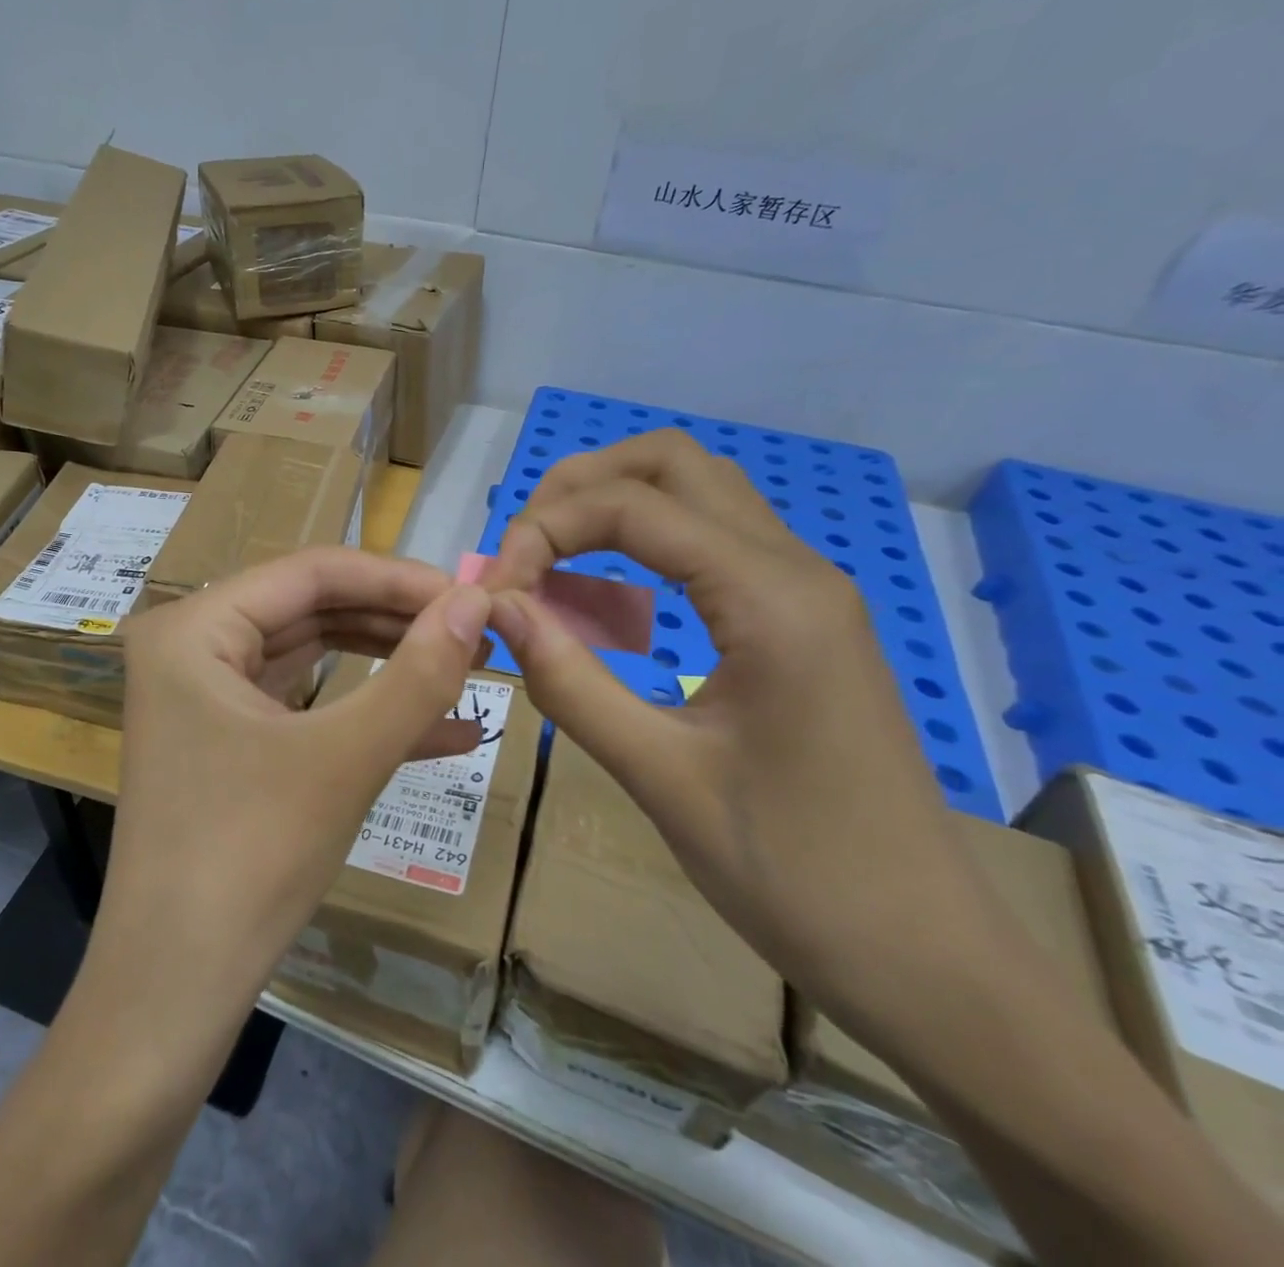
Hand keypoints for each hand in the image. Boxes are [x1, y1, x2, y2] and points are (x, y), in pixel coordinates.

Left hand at [98, 547, 491, 1026]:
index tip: (471, 594)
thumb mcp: (346, 758)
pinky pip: (302, 704)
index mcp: (193, 628)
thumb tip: (478, 601)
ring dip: (388, 664)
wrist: (173, 992)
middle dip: (396, 621)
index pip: (311, 572)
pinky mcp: (225, 738)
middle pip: (311, 608)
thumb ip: (418, 674)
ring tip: (466, 668)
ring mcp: (204, 694)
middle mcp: (190, 646)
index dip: (397, 578)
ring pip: (312, 655)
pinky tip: (444, 731)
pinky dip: (363, 714)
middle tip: (474, 631)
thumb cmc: (251, 860)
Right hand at [481, 432, 1006, 1020]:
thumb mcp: (660, 778)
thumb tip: (498, 608)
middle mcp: (794, 569)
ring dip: (613, 507)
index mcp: (770, 599)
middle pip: (673, 463)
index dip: (545, 529)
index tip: (495, 591)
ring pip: (697, 493)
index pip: (633, 507)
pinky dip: (645, 546)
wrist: (925, 956)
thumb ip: (570, 681)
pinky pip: (711, 545)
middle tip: (522, 549)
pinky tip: (609, 606)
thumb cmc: (793, 874)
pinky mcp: (799, 621)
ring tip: (550, 564)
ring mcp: (804, 591)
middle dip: (580, 487)